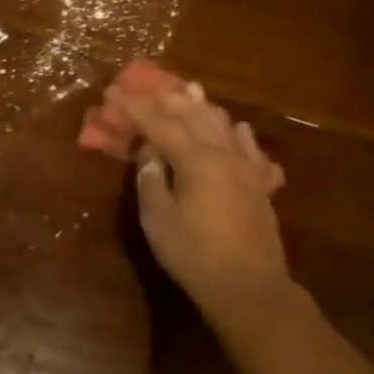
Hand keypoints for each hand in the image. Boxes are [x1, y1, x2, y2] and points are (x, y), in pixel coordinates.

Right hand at [117, 87, 298, 318]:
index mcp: (196, 160)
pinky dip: (238, 132)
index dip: (134, 107)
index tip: (113, 94)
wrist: (251, 288)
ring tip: (190, 90)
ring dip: (203, 107)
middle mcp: (224, 155)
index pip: (159, 123)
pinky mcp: (260, 186)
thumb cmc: (195, 256)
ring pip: (224, 126)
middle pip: (194, 116)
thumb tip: (149, 153)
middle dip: (168, 99)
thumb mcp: (159, 221)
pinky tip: (237, 127)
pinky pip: (251, 149)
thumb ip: (151, 181)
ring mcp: (247, 168)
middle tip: (147, 85)